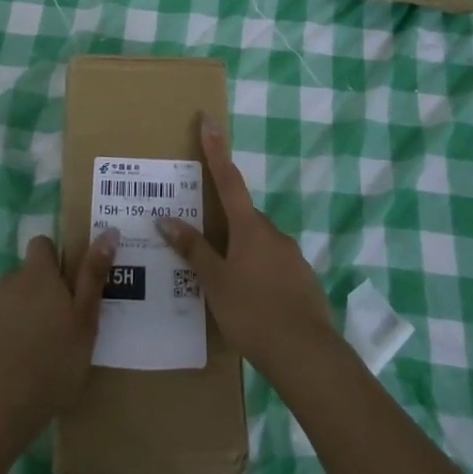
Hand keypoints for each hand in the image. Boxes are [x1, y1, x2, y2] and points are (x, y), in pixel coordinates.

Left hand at [0, 231, 115, 443]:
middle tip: (46, 333)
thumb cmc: (53, 365)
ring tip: (20, 358)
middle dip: (30, 297)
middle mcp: (5, 282)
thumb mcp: (86, 322)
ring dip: (7, 320)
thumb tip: (108, 231)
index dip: (51, 261)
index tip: (61, 288)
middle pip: (19, 279)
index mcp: (38, 276)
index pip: (41, 246)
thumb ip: (93, 276)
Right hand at [157, 115, 336, 382]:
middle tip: (204, 246)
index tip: (209, 119)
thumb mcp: (215, 282)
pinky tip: (250, 302)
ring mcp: (292, 256)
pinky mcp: (303, 280)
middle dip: (224, 224)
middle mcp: (273, 233)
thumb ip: (193, 250)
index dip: (216, 149)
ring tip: (223, 286)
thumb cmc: (253, 312)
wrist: (307, 353)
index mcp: (250, 227)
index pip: (228, 179)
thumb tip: (165, 219)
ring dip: (241, 253)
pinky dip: (258, 274)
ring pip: (259, 244)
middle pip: (243, 217)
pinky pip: (273, 266)